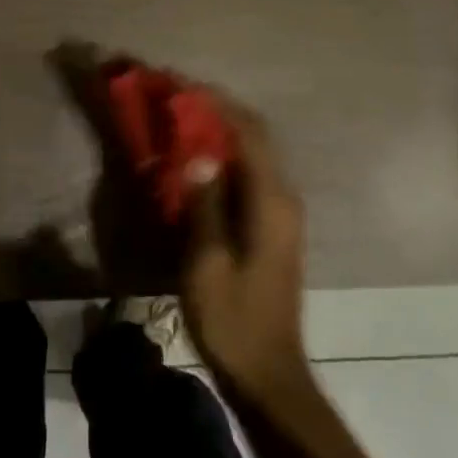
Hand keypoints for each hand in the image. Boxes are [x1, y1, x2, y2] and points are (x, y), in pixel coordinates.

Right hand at [181, 94, 310, 403]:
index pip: (247, 131)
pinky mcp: (272, 224)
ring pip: (252, 151)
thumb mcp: (207, 264)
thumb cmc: (234, 320)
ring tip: (180, 116)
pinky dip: (223, 153)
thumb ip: (204, 205)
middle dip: (216, 108)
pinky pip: (249, 171)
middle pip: (253, 134)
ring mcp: (281, 211)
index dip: (213, 103)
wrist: (268, 373)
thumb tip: (197, 154)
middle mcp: (283, 196)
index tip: (178, 84)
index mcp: (271, 201)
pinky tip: (195, 156)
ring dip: (219, 128)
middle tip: (175, 95)